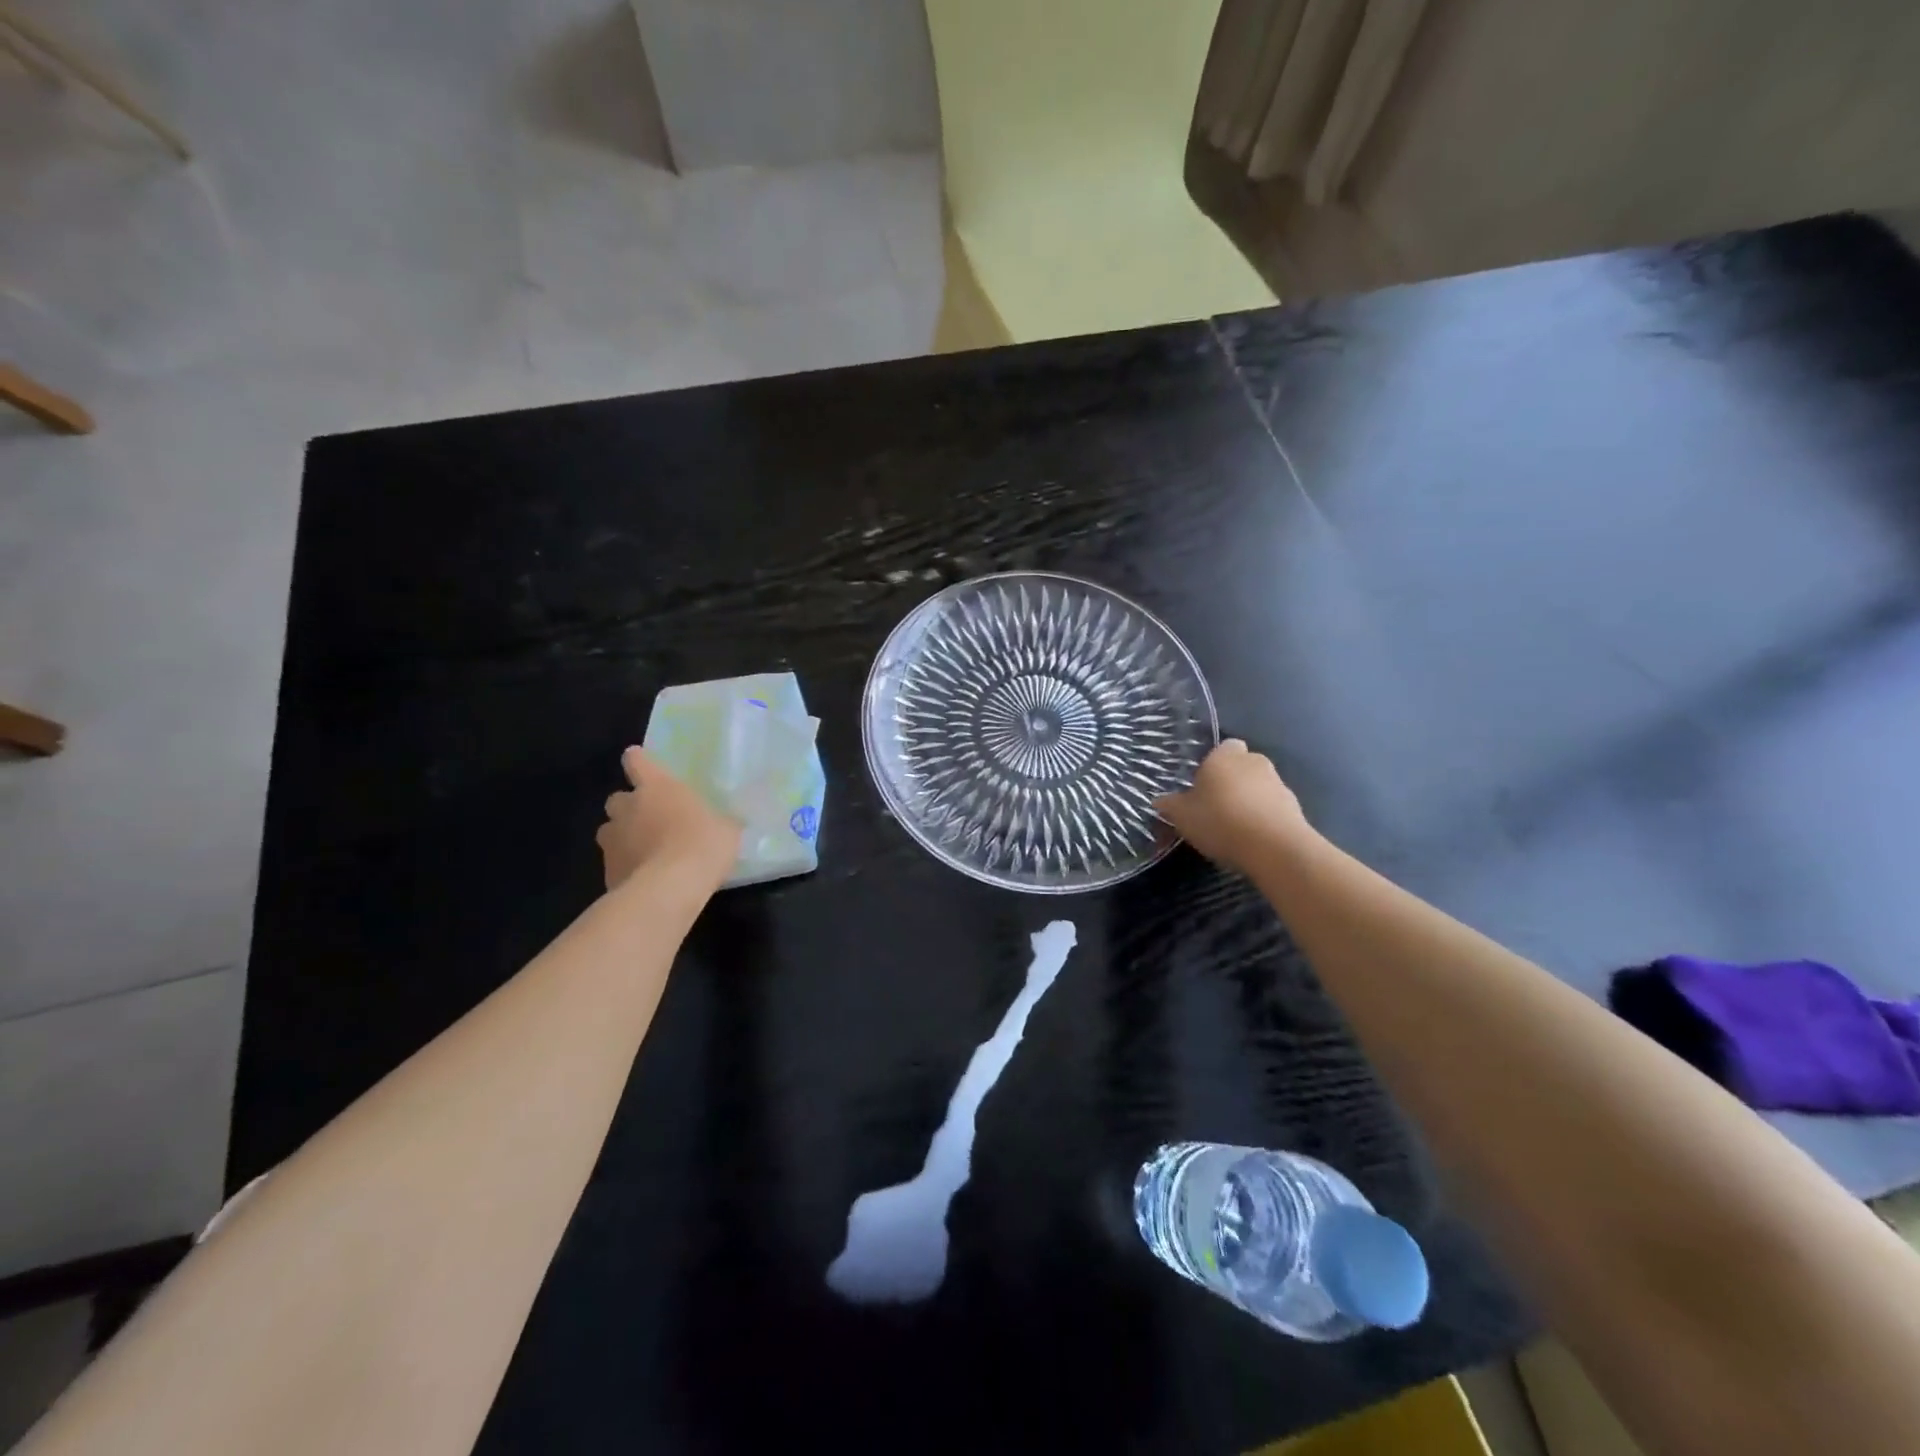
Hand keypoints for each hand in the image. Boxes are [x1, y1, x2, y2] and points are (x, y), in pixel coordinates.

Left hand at [597, 747, 740, 890]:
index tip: (645, 767)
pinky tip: (646, 880)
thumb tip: (725, 823)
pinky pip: (614, 863)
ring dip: (623, 837)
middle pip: (617, 799)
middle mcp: (628, 807)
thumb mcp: (726, 829)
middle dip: (629, 807)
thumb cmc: (703, 844)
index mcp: (657, 786)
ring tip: (646, 852)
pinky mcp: (607, 871)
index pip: (636, 760)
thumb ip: (719, 821)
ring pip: (610, 831)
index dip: (639, 762)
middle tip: (651, 820)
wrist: (670, 889)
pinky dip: (626, 867)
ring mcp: (612, 840)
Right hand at [1155, 739, 1313, 870]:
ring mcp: (1279, 784)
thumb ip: (1170, 805)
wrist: (1275, 848)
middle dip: (1231, 782)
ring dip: (1249, 800)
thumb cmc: (1221, 820)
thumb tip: (1160, 800)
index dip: (1213, 763)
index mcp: (1225, 756)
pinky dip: (1264, 818)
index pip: (1223, 747)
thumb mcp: (1182, 816)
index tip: (1202, 785)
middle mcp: (1254, 762)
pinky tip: (1252, 839)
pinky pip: (1272, 808)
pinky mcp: (1295, 808)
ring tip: (1233, 827)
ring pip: (1258, 787)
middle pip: (1241, 766)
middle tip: (1214, 806)